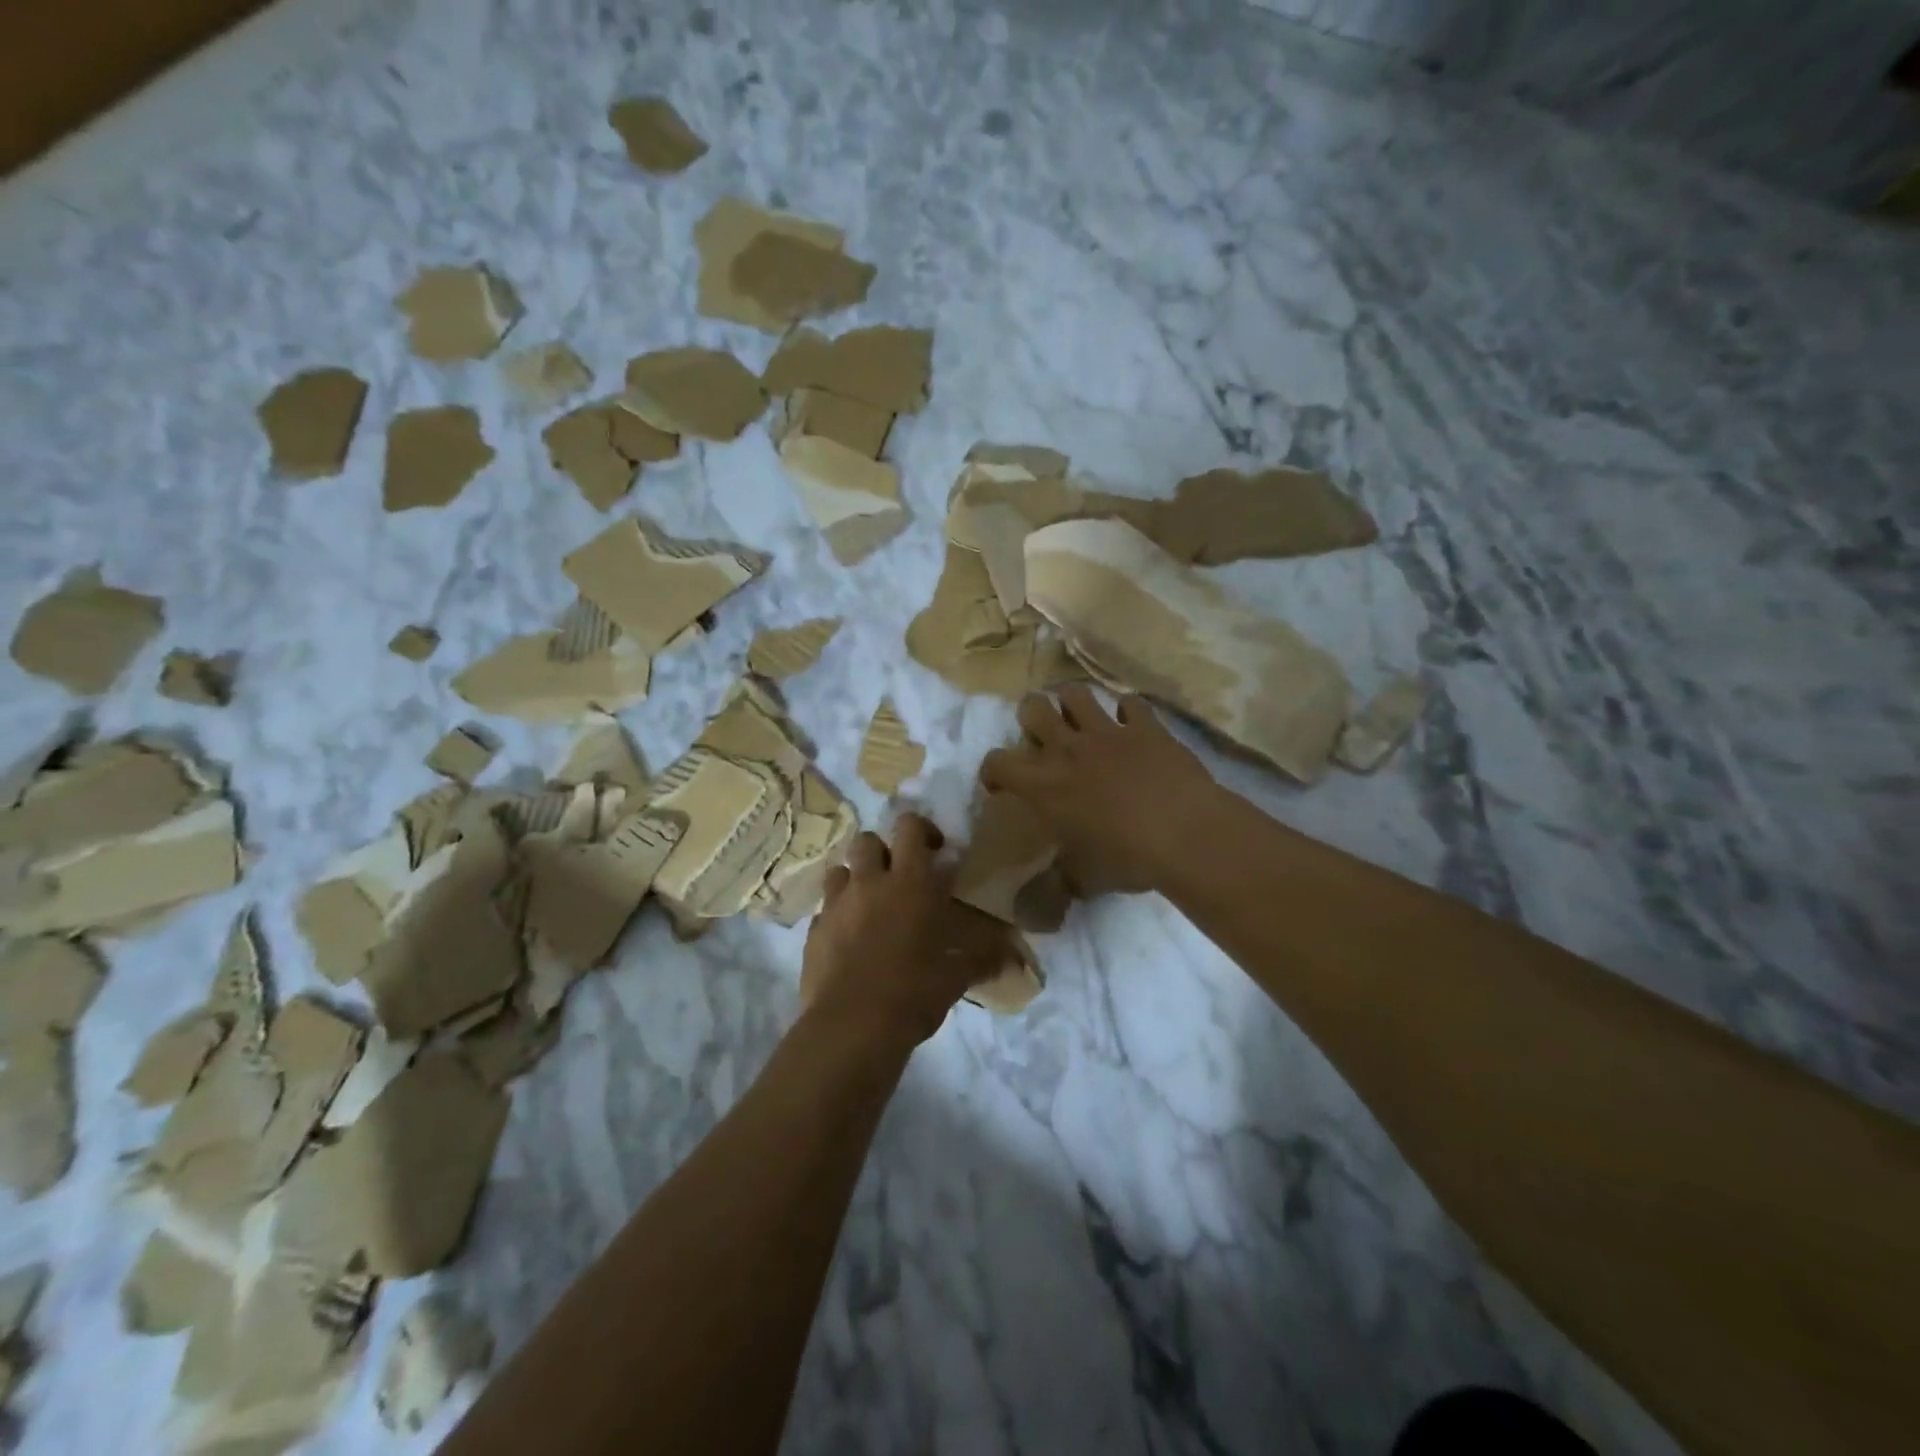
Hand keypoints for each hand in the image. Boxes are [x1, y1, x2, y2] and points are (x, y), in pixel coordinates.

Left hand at [801, 813, 1013, 1046]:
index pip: (910, 827)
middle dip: (881, 851)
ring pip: (839, 870)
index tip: (934, 851)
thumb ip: (981, 959)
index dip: (921, 830)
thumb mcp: (955, 977)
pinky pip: (823, 910)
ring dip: (854, 880)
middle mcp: (869, 883)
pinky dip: (836, 917)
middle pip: (866, 840)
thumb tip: (1010, 957)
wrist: (852, 1026)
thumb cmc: (913, 992)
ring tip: (868, 905)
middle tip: (897, 877)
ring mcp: (836, 905)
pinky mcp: (813, 931)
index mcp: (909, 883)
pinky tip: (848, 941)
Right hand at [979, 685, 1216, 896]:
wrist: (1185, 835)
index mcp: (1044, 785)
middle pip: (1032, 707)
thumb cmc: (1127, 859)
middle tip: (1043, 735)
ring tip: (1080, 718)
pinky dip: (1127, 712)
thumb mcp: (1086, 878)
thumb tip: (1060, 884)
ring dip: (1072, 703)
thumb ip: (1065, 876)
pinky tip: (1131, 725)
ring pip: (1076, 693)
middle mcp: (1068, 749)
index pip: (997, 763)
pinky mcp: (1145, 726)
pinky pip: (1130, 704)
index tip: (1002, 785)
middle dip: (1031, 716)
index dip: (993, 771)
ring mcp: (1108, 732)